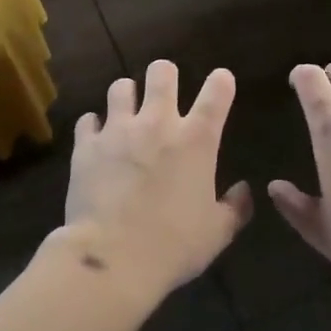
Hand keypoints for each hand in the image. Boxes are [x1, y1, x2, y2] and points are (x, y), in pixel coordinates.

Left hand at [63, 61, 252, 297]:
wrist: (112, 258)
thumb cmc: (173, 245)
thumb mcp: (217, 233)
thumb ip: (235, 208)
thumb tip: (243, 190)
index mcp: (196, 140)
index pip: (217, 91)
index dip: (221, 81)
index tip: (221, 82)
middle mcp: (158, 123)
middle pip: (162, 72)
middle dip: (165, 75)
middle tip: (164, 90)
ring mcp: (118, 130)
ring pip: (121, 87)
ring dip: (127, 96)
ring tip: (127, 111)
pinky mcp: (87, 145)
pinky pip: (88, 121)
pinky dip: (94, 127)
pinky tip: (96, 139)